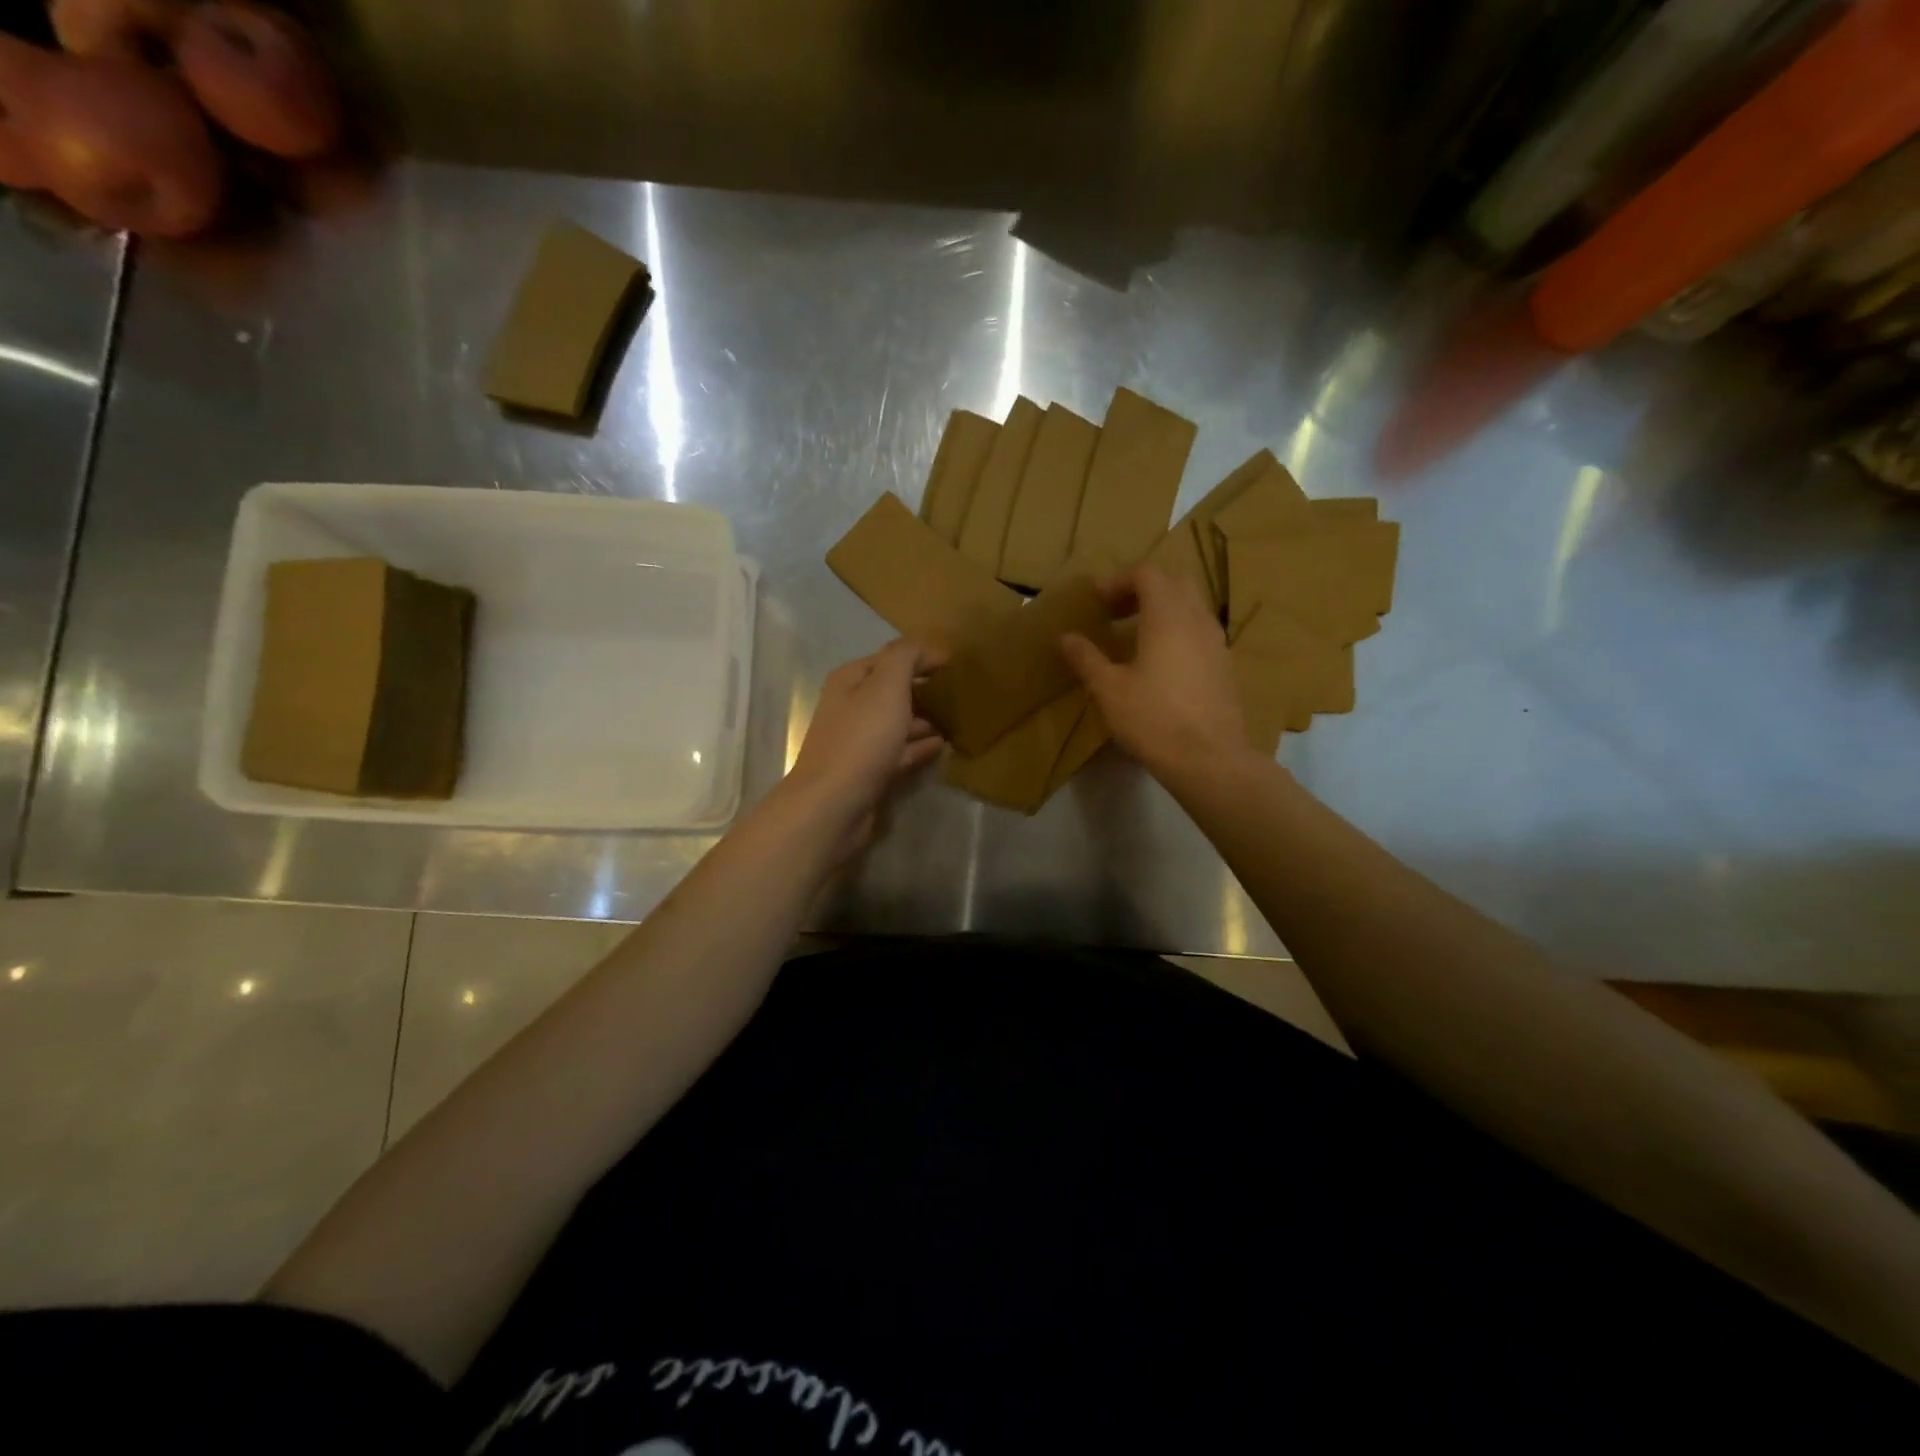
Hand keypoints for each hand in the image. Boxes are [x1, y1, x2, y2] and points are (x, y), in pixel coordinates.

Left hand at [783, 639, 945, 852]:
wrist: (833, 804)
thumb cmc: (861, 739)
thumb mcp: (887, 686)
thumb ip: (905, 657)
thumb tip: (925, 646)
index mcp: (850, 681)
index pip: (889, 658)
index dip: (921, 656)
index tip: (954, 662)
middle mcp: (850, 707)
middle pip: (891, 691)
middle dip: (921, 688)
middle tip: (958, 691)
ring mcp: (858, 742)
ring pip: (896, 722)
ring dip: (922, 719)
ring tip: (955, 718)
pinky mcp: (868, 772)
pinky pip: (899, 751)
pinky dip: (919, 746)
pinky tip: (942, 746)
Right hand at [1060, 565, 1250, 778]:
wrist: (1209, 758)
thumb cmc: (1152, 718)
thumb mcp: (1109, 689)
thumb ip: (1086, 658)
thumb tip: (1065, 637)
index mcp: (1167, 615)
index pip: (1146, 574)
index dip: (1118, 581)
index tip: (1096, 600)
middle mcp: (1196, 619)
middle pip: (1174, 584)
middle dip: (1144, 590)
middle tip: (1117, 613)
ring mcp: (1216, 642)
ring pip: (1191, 608)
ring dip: (1163, 611)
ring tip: (1136, 637)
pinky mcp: (1225, 666)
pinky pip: (1200, 633)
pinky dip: (1178, 632)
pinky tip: (1161, 663)